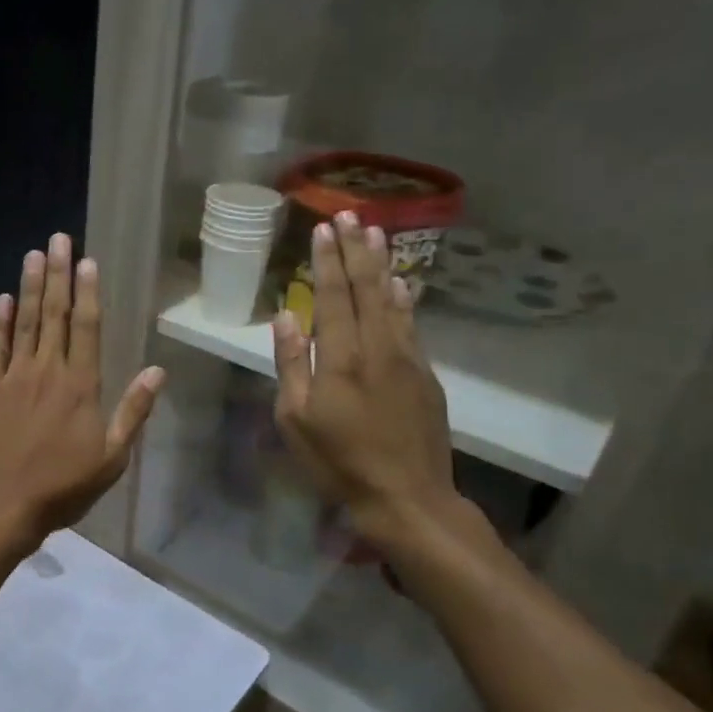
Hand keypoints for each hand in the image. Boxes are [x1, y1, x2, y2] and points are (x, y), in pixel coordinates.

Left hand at [0, 234, 165, 547]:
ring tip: (34, 254)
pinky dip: (0, 321)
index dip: (87, 291)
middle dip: (59, 274)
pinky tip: (4, 298)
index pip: (86, 327)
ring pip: (25, 322)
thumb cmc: (63, 486)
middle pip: (54, 314)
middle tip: (59, 239)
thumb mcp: (112, 458)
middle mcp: (47, 371)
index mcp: (81, 386)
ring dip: (31, 287)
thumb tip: (158, 372)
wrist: (3, 504)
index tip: (88, 261)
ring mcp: (14, 377)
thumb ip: (133, 412)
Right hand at [272, 212, 461, 551]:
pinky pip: (411, 324)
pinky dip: (403, 298)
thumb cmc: (337, 461)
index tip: (322, 228)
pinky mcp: (425, 375)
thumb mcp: (295, 419)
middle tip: (350, 214)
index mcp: (340, 358)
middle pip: (366, 288)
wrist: (406, 497)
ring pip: (393, 300)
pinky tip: (399, 283)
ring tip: (376, 233)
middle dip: (356, 249)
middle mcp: (377, 348)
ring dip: (382, 264)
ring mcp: (407, 359)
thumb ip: (291, 364)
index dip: (327, 260)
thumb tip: (287, 315)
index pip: (333, 296)